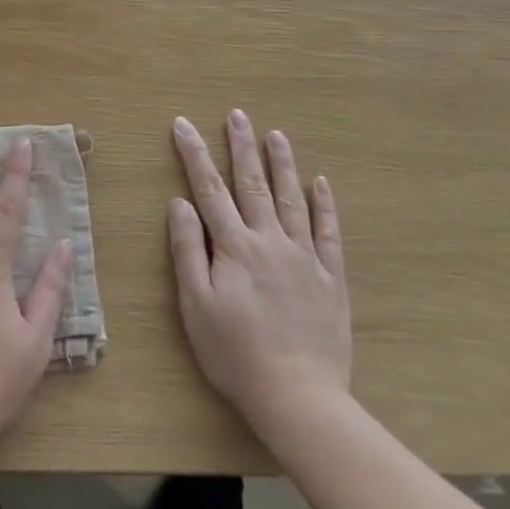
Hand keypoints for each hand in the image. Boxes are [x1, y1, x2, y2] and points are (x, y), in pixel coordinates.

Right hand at [168, 110, 352, 435]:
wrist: (297, 394)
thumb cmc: (234, 352)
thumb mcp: (195, 304)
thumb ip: (187, 250)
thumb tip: (179, 203)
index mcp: (234, 247)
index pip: (209, 189)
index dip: (194, 154)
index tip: (183, 124)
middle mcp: (270, 241)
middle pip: (252, 184)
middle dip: (242, 146)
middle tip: (238, 114)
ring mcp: (304, 257)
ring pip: (292, 199)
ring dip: (282, 164)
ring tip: (276, 135)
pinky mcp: (330, 277)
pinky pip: (328, 232)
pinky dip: (324, 205)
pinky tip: (321, 183)